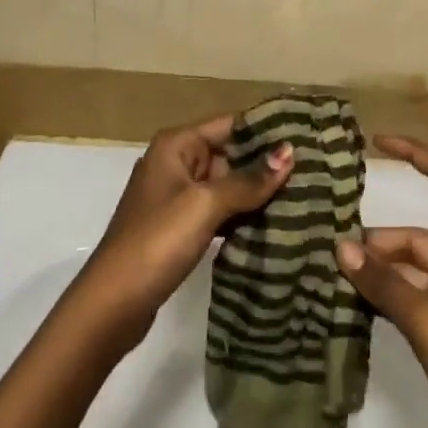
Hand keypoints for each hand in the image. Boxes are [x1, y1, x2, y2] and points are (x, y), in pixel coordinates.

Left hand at [76, 114, 292, 346]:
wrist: (112, 303)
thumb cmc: (157, 241)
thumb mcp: (205, 204)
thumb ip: (248, 180)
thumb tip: (289, 152)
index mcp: (177, 144)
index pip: (230, 124)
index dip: (266, 129)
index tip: (307, 133)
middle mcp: (176, 162)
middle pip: (230, 153)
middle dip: (267, 163)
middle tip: (315, 170)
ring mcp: (177, 196)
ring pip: (227, 185)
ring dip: (258, 192)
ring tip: (305, 195)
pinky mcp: (180, 227)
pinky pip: (219, 211)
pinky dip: (242, 215)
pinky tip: (275, 224)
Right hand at [337, 135, 427, 427]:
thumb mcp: (427, 321)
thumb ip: (383, 283)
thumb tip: (340, 246)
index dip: (418, 154)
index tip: (379, 143)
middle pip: (422, 233)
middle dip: (381, 240)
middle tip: (335, 253)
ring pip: (416, 267)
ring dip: (382, 270)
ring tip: (340, 278)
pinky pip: (419, 294)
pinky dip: (392, 294)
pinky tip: (360, 303)